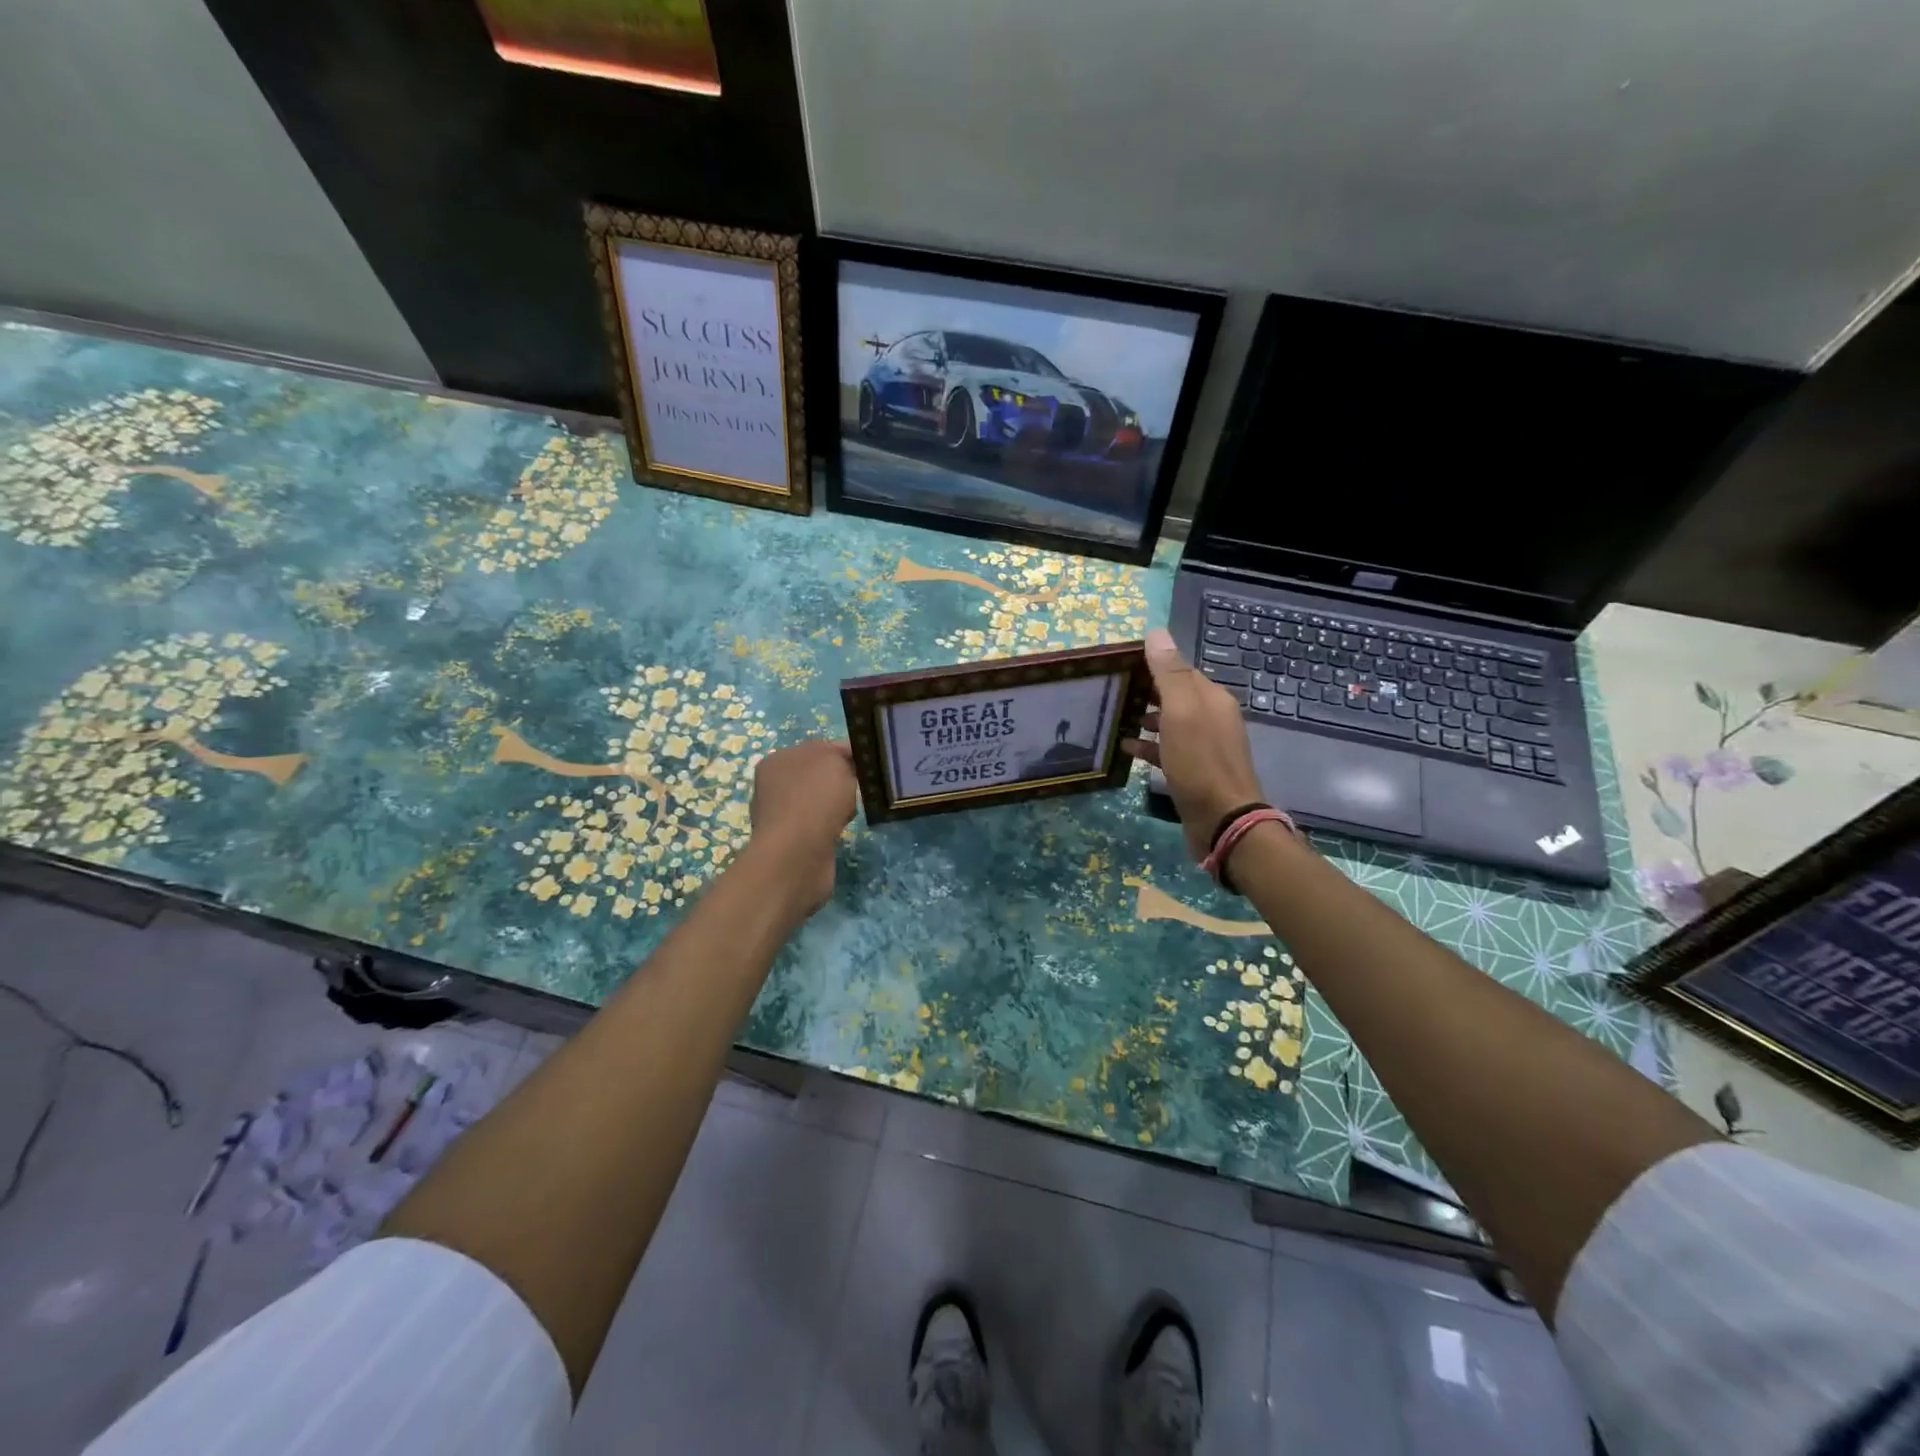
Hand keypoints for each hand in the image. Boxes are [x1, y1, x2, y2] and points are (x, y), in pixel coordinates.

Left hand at [746, 739, 858, 914]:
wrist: (797, 856)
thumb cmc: (815, 800)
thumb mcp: (833, 761)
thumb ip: (840, 755)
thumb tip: (845, 763)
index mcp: (778, 760)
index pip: (819, 748)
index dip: (846, 752)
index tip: (870, 762)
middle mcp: (774, 786)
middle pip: (819, 775)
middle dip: (842, 780)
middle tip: (863, 786)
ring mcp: (782, 815)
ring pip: (820, 801)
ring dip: (838, 805)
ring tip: (853, 811)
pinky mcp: (792, 842)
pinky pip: (820, 825)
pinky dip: (832, 826)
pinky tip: (841, 830)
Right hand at [1123, 628, 1266, 860]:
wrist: (1223, 820)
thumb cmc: (1200, 762)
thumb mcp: (1182, 712)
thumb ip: (1168, 673)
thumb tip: (1156, 632)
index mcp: (1211, 698)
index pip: (1179, 670)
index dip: (1151, 664)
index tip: (1119, 665)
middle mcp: (1211, 718)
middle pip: (1173, 696)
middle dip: (1144, 691)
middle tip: (1110, 691)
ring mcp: (1203, 746)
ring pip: (1169, 723)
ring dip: (1143, 718)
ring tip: (1113, 717)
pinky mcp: (1193, 771)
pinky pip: (1166, 749)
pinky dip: (1147, 745)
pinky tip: (1125, 748)